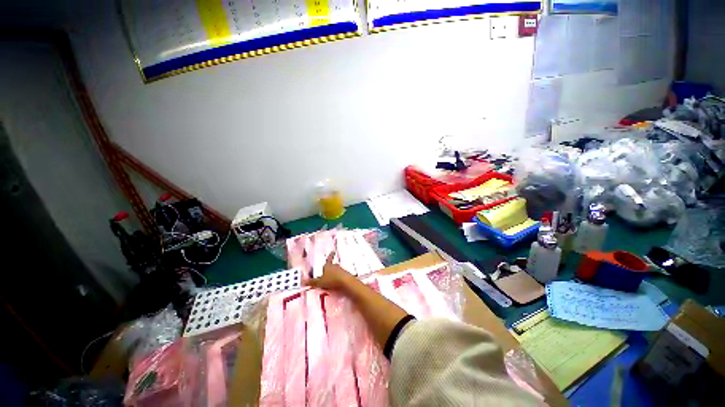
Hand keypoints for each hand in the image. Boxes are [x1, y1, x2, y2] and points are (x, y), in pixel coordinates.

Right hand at [307, 252, 351, 290]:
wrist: (345, 282)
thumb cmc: (331, 280)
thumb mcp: (320, 282)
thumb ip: (312, 282)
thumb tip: (302, 281)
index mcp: (328, 266)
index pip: (328, 259)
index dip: (330, 255)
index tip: (333, 251)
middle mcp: (335, 266)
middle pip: (332, 266)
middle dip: (330, 268)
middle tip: (327, 271)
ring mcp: (341, 271)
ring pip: (336, 271)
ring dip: (334, 274)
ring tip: (330, 279)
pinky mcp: (345, 276)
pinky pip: (340, 276)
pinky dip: (337, 279)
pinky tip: (336, 284)